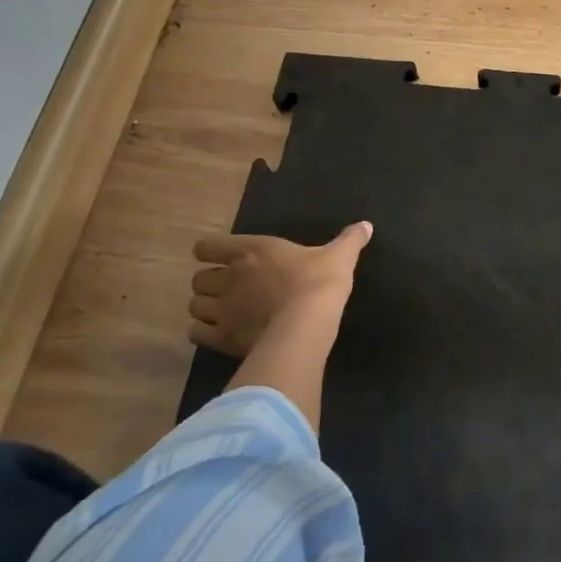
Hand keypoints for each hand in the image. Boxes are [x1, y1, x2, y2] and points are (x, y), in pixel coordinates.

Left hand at [188, 223, 371, 358]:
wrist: (307, 322)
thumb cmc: (319, 281)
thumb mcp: (339, 255)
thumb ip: (350, 239)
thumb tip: (366, 225)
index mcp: (252, 250)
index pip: (208, 246)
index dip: (211, 252)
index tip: (224, 258)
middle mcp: (229, 276)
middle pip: (198, 278)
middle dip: (209, 283)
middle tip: (229, 289)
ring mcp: (222, 308)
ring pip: (194, 306)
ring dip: (205, 308)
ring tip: (222, 313)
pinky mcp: (222, 337)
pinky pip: (196, 334)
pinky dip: (203, 333)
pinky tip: (220, 334)